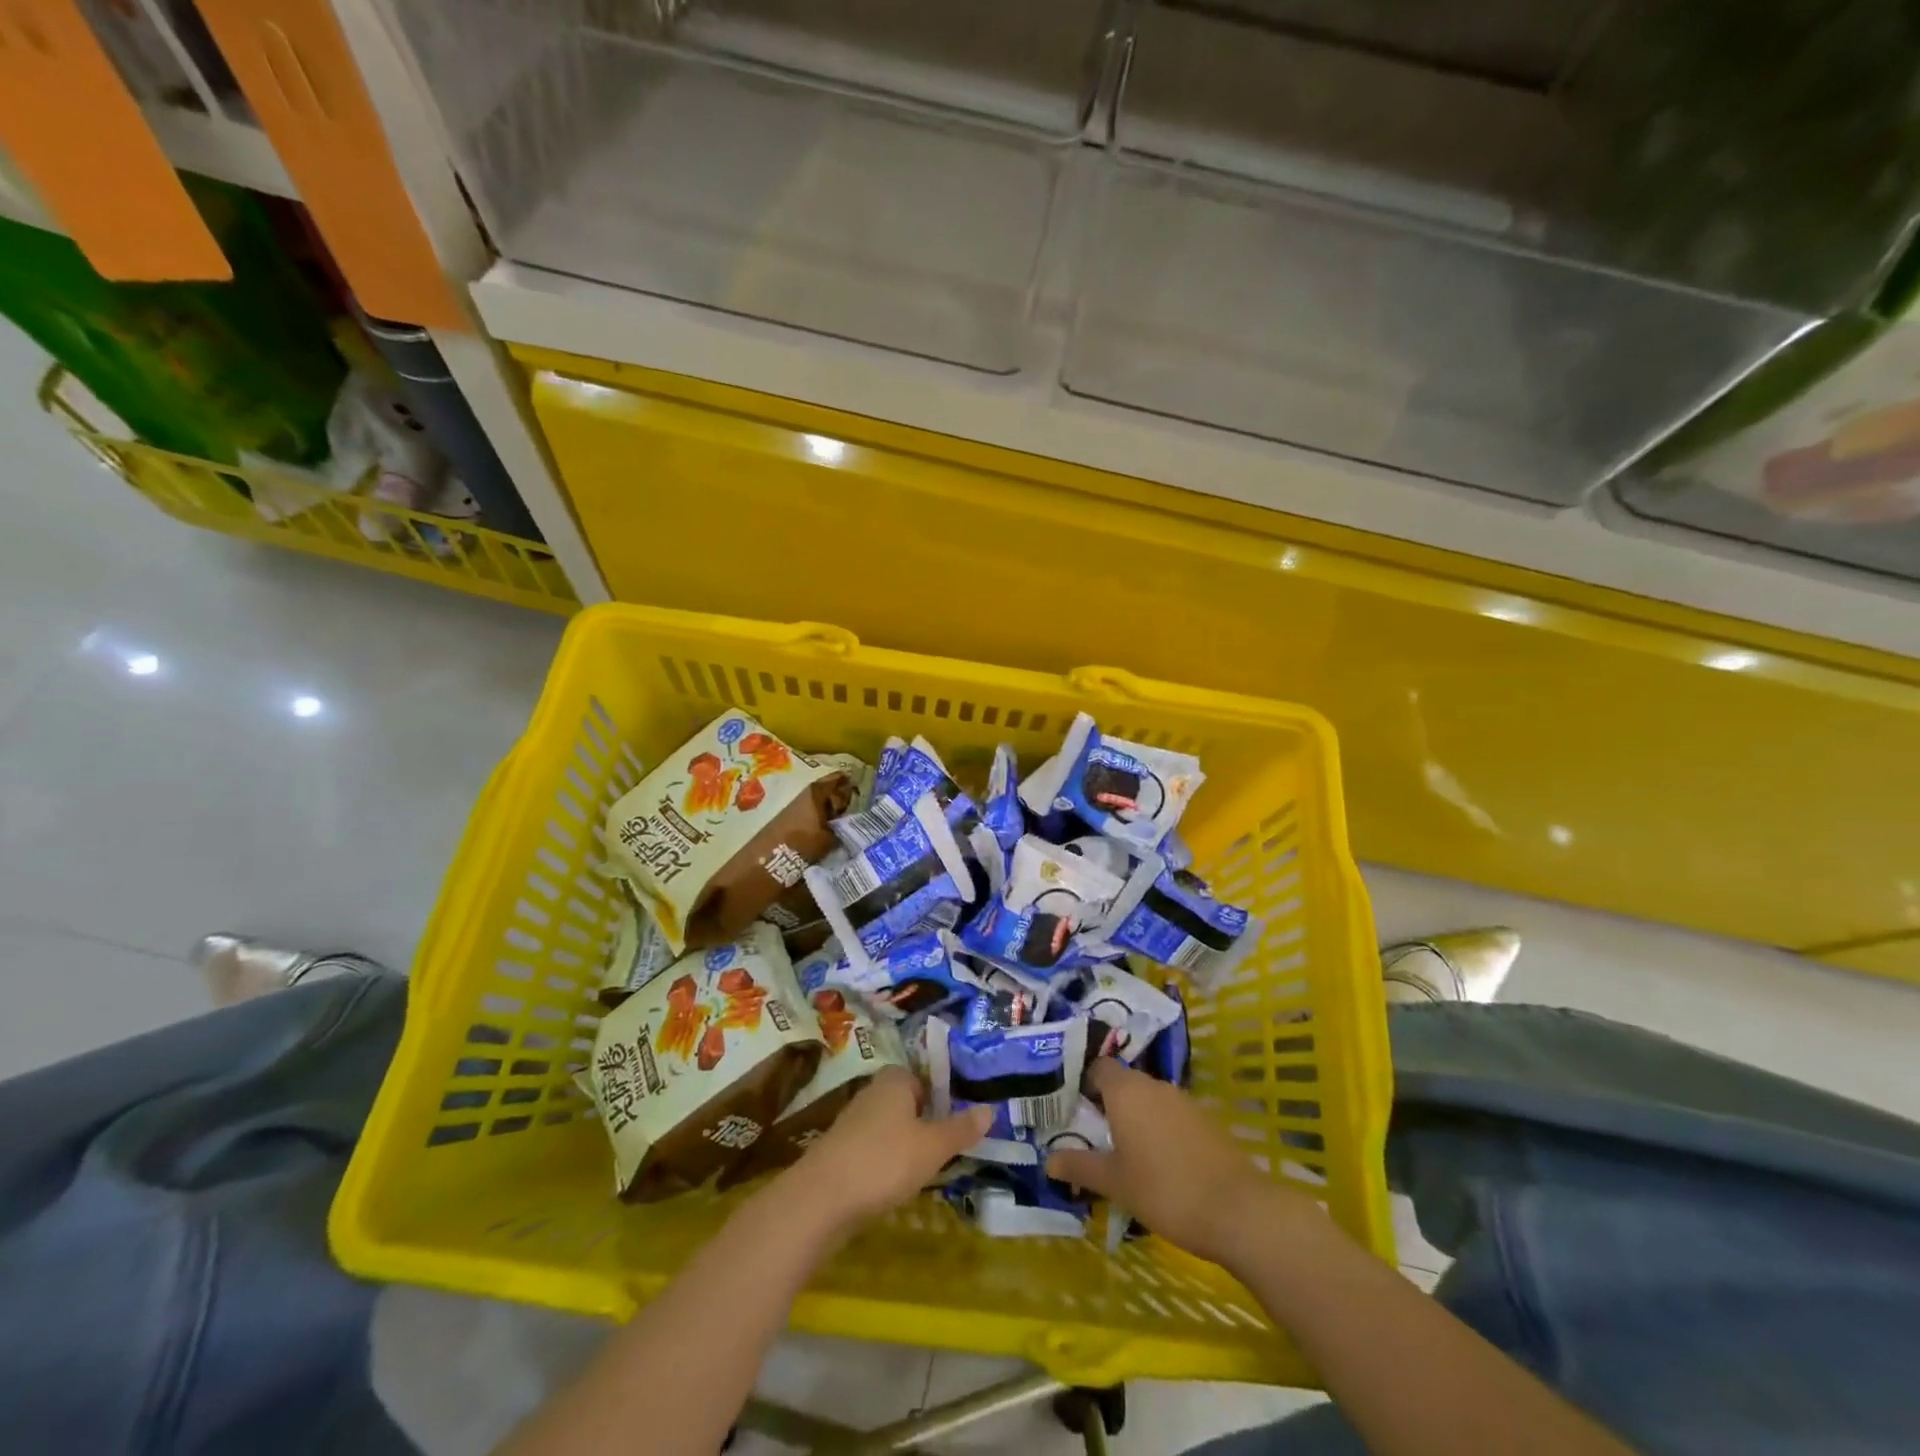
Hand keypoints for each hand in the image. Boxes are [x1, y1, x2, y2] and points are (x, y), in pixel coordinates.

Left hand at [781, 1066, 990, 1231]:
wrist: (820, 1200)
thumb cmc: (884, 1161)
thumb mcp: (932, 1146)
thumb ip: (961, 1128)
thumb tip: (991, 1109)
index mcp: (895, 1080)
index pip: (926, 1078)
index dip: (944, 1099)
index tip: (961, 1124)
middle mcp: (873, 1092)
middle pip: (909, 1103)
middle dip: (928, 1124)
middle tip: (950, 1150)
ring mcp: (853, 1122)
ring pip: (892, 1129)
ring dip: (908, 1147)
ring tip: (928, 1172)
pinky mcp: (841, 1152)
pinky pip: (875, 1150)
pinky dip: (888, 1164)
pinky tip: (897, 1186)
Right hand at [1047, 1059, 1311, 1267]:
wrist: (1237, 1210)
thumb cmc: (1164, 1190)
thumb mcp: (1115, 1183)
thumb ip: (1080, 1166)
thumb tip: (1048, 1160)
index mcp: (1126, 1091)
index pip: (1098, 1067)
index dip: (1084, 1082)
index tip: (1072, 1107)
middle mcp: (1154, 1085)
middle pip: (1123, 1083)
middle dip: (1107, 1104)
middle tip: (1092, 1133)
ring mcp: (1184, 1101)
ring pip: (1149, 1100)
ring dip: (1135, 1118)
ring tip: (1122, 1150)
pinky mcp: (1206, 1121)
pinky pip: (1171, 1116)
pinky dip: (1159, 1130)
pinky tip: (1158, 1161)